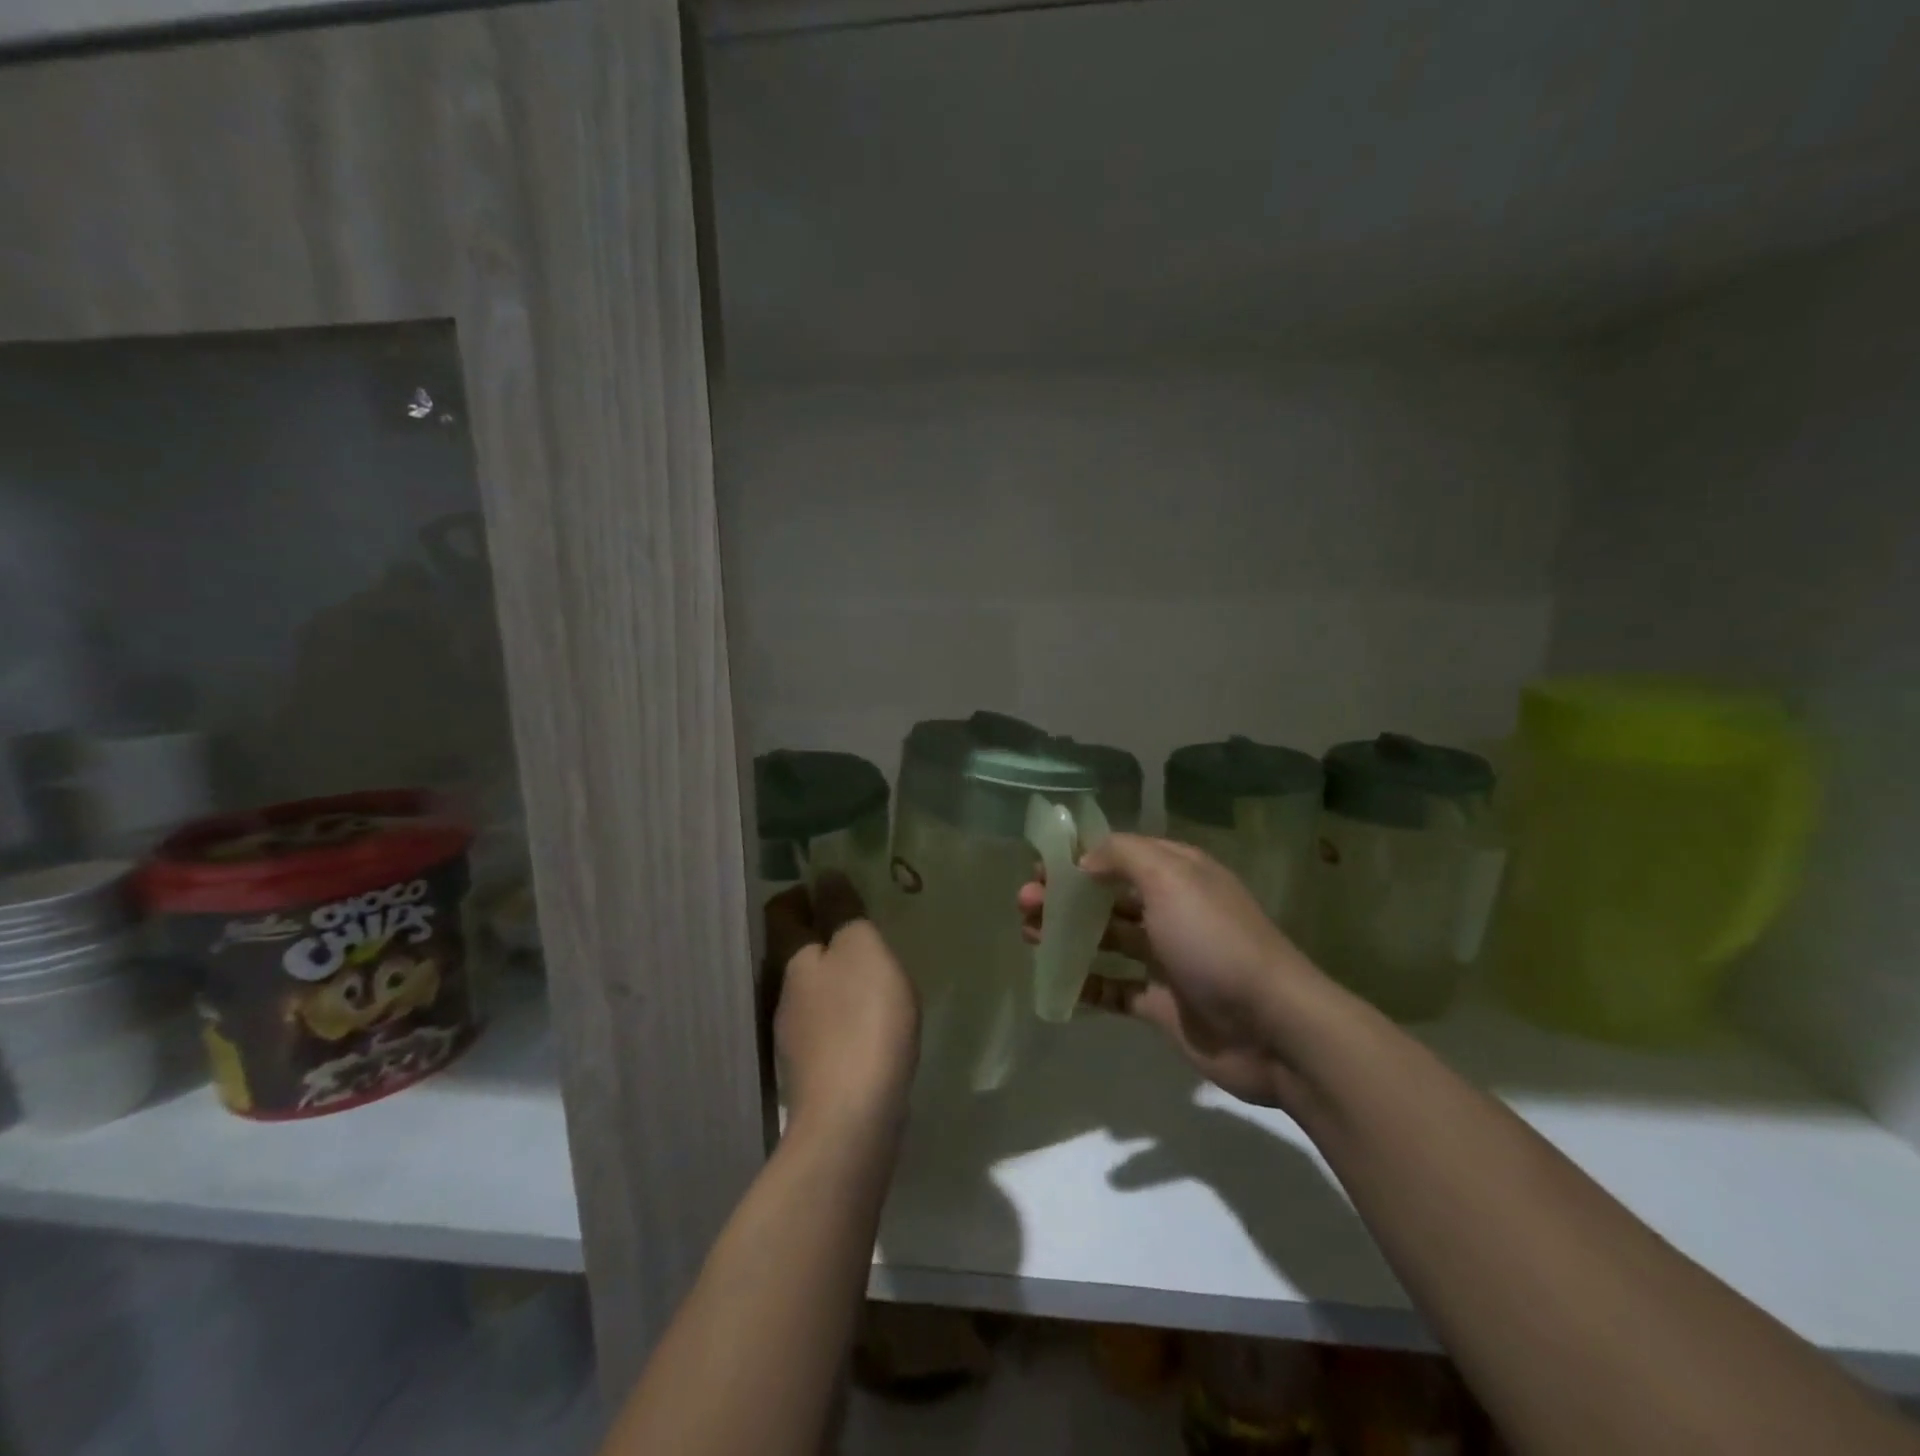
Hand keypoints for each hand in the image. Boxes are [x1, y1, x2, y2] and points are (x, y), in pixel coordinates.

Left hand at [765, 874, 919, 1132]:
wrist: (853, 1118)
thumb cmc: (862, 1018)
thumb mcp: (862, 948)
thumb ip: (843, 910)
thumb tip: (824, 876)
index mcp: (790, 957)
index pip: (781, 910)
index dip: (803, 893)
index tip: (836, 889)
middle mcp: (783, 993)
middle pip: (793, 950)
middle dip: (822, 934)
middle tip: (863, 928)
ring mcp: (795, 1036)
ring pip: (810, 988)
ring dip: (835, 975)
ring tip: (873, 972)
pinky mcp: (814, 1070)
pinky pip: (826, 1023)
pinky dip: (844, 1011)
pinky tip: (871, 1020)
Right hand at [1019, 834, 1322, 1109]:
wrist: (1273, 1027)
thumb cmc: (1215, 940)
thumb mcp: (1171, 878)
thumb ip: (1122, 856)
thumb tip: (1084, 860)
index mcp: (1179, 875)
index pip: (1120, 855)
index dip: (1079, 857)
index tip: (1040, 865)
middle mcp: (1172, 911)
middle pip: (1108, 897)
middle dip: (1065, 896)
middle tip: (1023, 903)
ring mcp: (1167, 960)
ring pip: (1108, 940)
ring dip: (1068, 935)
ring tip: (1028, 934)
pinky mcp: (1162, 1004)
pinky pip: (1115, 988)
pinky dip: (1086, 984)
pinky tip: (1055, 981)